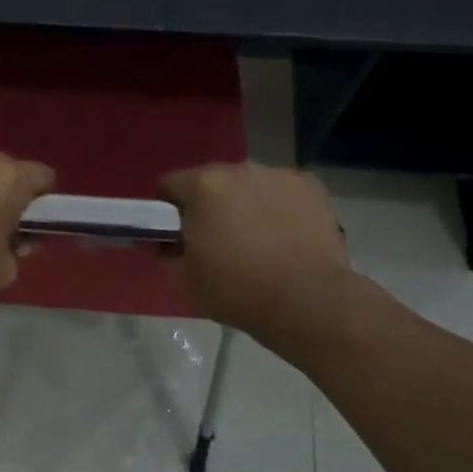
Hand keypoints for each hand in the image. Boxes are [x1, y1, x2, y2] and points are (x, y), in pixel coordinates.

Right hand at [158, 164, 358, 350]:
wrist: (308, 301)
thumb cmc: (237, 290)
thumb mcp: (184, 279)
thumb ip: (165, 253)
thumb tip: (163, 243)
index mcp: (203, 186)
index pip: (169, 185)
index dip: (166, 210)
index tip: (175, 234)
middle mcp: (239, 170)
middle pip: (210, 181)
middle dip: (208, 205)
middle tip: (215, 240)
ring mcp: (278, 175)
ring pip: (247, 185)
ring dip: (243, 203)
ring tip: (255, 240)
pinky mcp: (309, 186)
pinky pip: (280, 192)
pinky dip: (276, 207)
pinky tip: (284, 235)